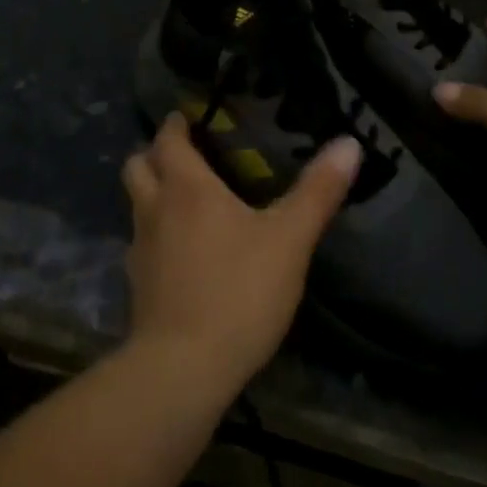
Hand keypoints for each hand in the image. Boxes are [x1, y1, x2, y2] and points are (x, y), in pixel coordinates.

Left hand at [122, 114, 359, 389]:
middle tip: (188, 156)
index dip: (176, 124)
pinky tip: (185, 254)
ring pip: (137, 205)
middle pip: (138, 165)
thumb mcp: (289, 239)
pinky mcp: (137, 286)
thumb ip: (318, 190)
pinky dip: (157, 236)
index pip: (168, 139)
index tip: (190, 117)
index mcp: (186, 187)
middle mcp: (154, 209)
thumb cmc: (238, 291)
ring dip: (154, 194)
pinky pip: (142, 244)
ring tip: (189, 202)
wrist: (183, 369)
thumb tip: (349, 142)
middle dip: (155, 154)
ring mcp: (140, 249)